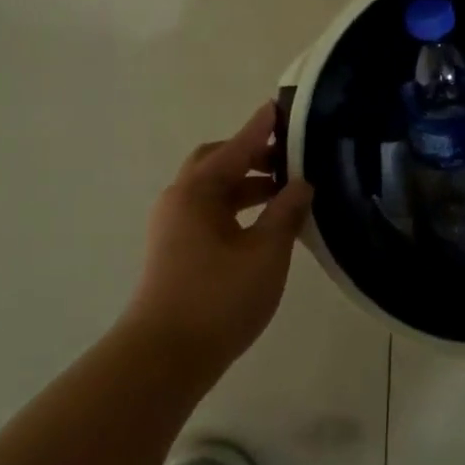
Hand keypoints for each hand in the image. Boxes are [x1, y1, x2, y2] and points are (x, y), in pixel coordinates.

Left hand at [126, 102, 314, 381]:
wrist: (163, 358)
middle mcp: (180, 200)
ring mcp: (174, 227)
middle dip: (252, 155)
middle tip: (289, 156)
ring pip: (214, 190)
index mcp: (197, 191)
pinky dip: (237, 208)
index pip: (237, 147)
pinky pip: (210, 213)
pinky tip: (265, 224)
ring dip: (247, 184)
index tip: (282, 106)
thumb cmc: (218, 298)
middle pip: (217, 163)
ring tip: (286, 191)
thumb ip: (286, 212)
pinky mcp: (176, 251)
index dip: (262, 128)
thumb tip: (301, 184)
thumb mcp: (265, 252)